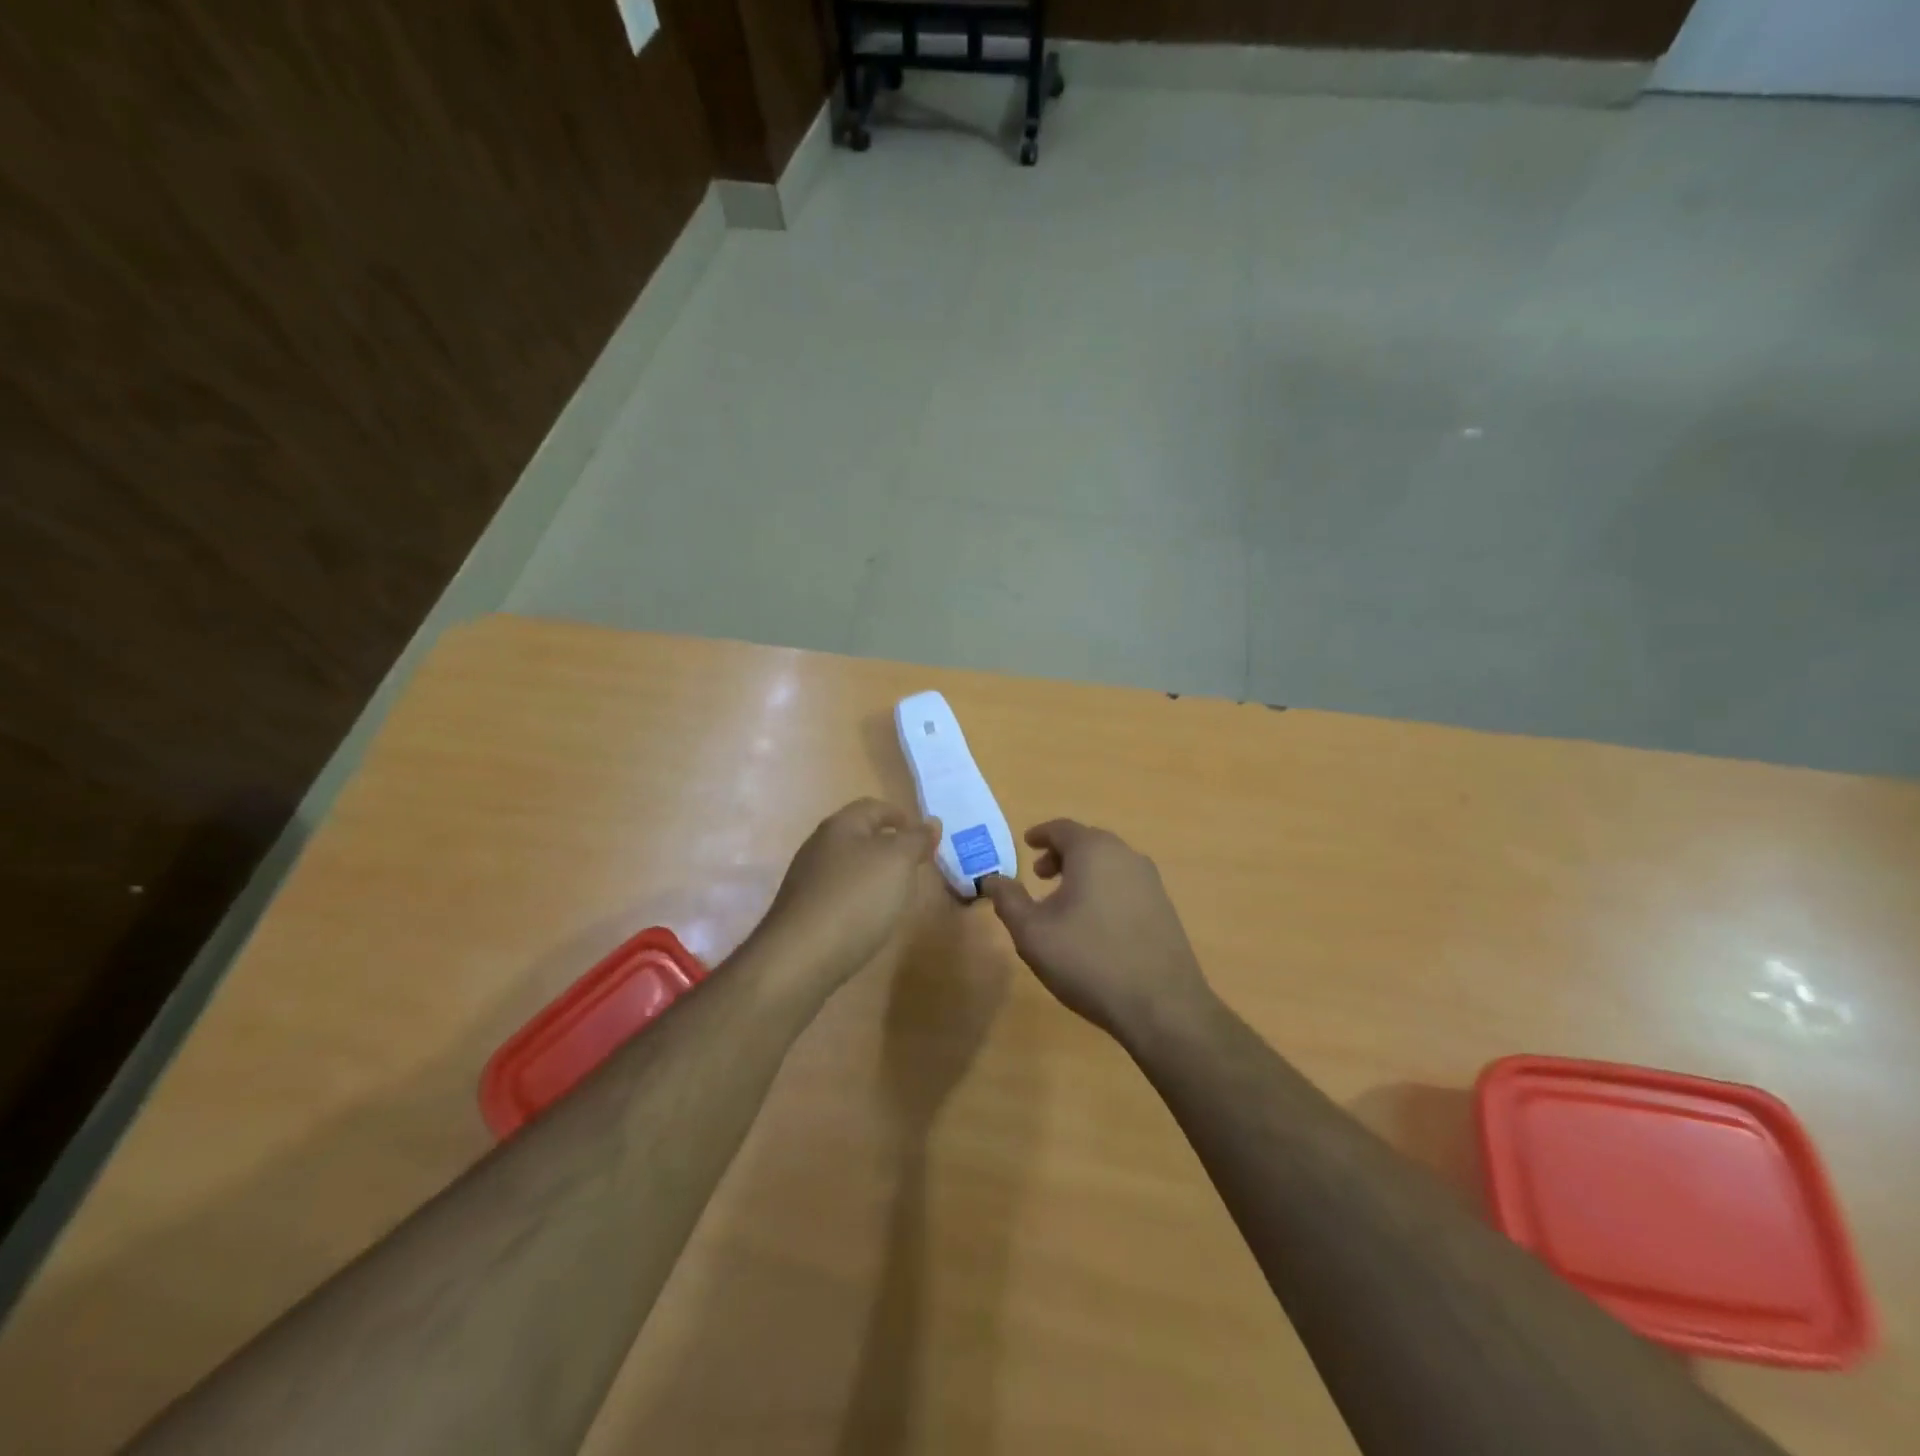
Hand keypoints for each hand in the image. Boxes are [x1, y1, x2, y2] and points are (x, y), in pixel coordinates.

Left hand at [751, 799, 941, 999]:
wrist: (800, 957)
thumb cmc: (856, 898)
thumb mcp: (898, 862)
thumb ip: (916, 840)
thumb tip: (931, 822)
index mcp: (841, 825)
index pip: (874, 807)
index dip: (902, 817)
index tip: (926, 838)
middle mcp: (819, 846)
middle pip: (860, 835)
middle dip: (889, 846)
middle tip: (916, 866)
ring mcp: (807, 879)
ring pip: (849, 865)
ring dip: (874, 874)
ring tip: (898, 893)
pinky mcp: (803, 910)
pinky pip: (839, 893)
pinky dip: (859, 898)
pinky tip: (869, 918)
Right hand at [982, 820, 1213, 1043]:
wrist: (1162, 1005)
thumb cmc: (1089, 961)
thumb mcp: (1033, 933)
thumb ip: (1008, 900)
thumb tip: (992, 879)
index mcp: (1093, 851)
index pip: (1062, 828)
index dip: (1040, 834)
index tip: (1027, 843)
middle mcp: (1126, 856)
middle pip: (1088, 842)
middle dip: (1061, 855)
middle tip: (1040, 876)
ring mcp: (1151, 881)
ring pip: (1109, 864)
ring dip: (1083, 873)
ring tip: (1064, 902)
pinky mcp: (1165, 907)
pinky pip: (1126, 884)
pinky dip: (1104, 889)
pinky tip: (1095, 923)